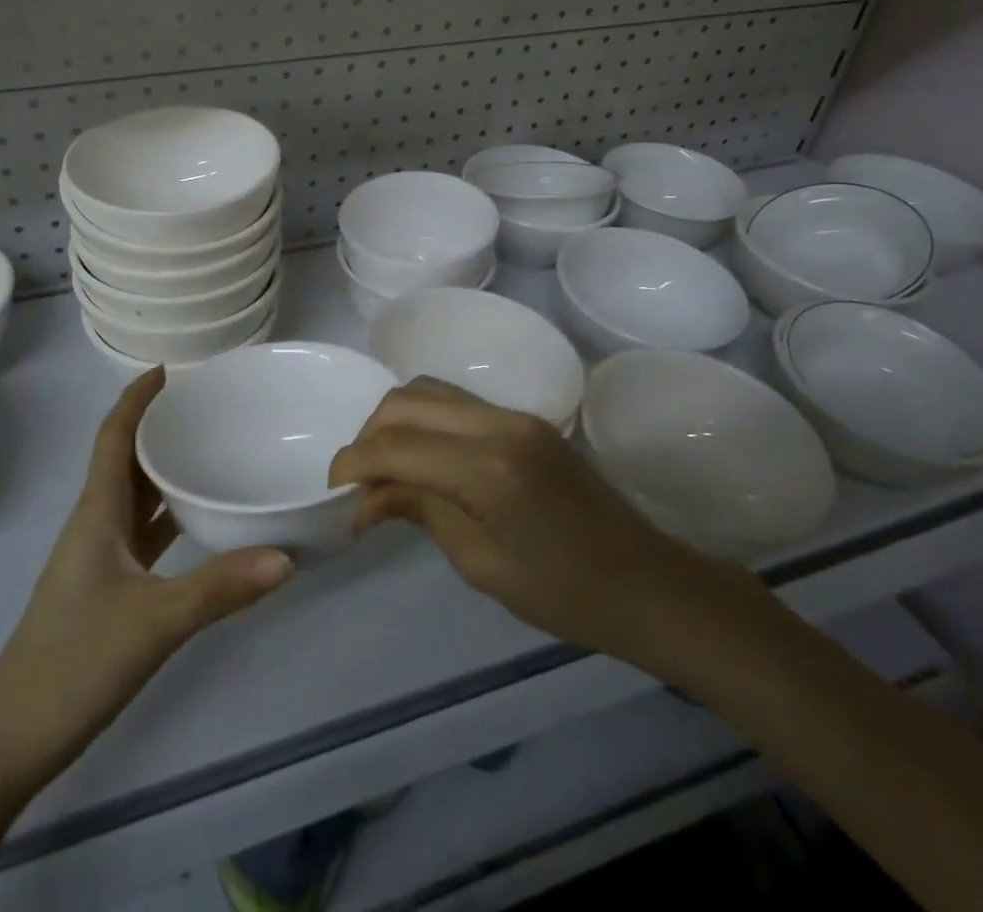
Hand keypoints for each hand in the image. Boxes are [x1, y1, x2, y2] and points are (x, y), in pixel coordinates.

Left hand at [0, 368, 294, 796]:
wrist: (11, 738)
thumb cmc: (74, 663)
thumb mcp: (154, 622)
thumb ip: (220, 588)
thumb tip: (287, 556)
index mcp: (97, 512)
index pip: (114, 435)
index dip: (137, 398)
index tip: (170, 368)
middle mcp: (96, 523)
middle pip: (126, 457)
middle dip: (159, 424)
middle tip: (208, 404)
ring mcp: (99, 557)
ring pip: (135, 494)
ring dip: (165, 467)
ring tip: (211, 447)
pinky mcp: (107, 587)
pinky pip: (142, 531)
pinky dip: (169, 514)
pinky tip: (201, 519)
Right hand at [328, 377, 758, 679]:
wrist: (648, 584)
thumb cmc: (565, 593)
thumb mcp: (480, 563)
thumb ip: (420, 510)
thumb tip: (366, 497)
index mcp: (487, 466)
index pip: (397, 445)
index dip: (354, 463)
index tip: (334, 492)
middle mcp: (498, 422)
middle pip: (408, 400)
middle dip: (370, 433)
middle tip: (358, 480)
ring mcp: (515, 414)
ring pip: (431, 390)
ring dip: (397, 420)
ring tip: (385, 467)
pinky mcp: (526, 419)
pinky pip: (458, 402)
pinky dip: (427, 420)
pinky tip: (424, 458)